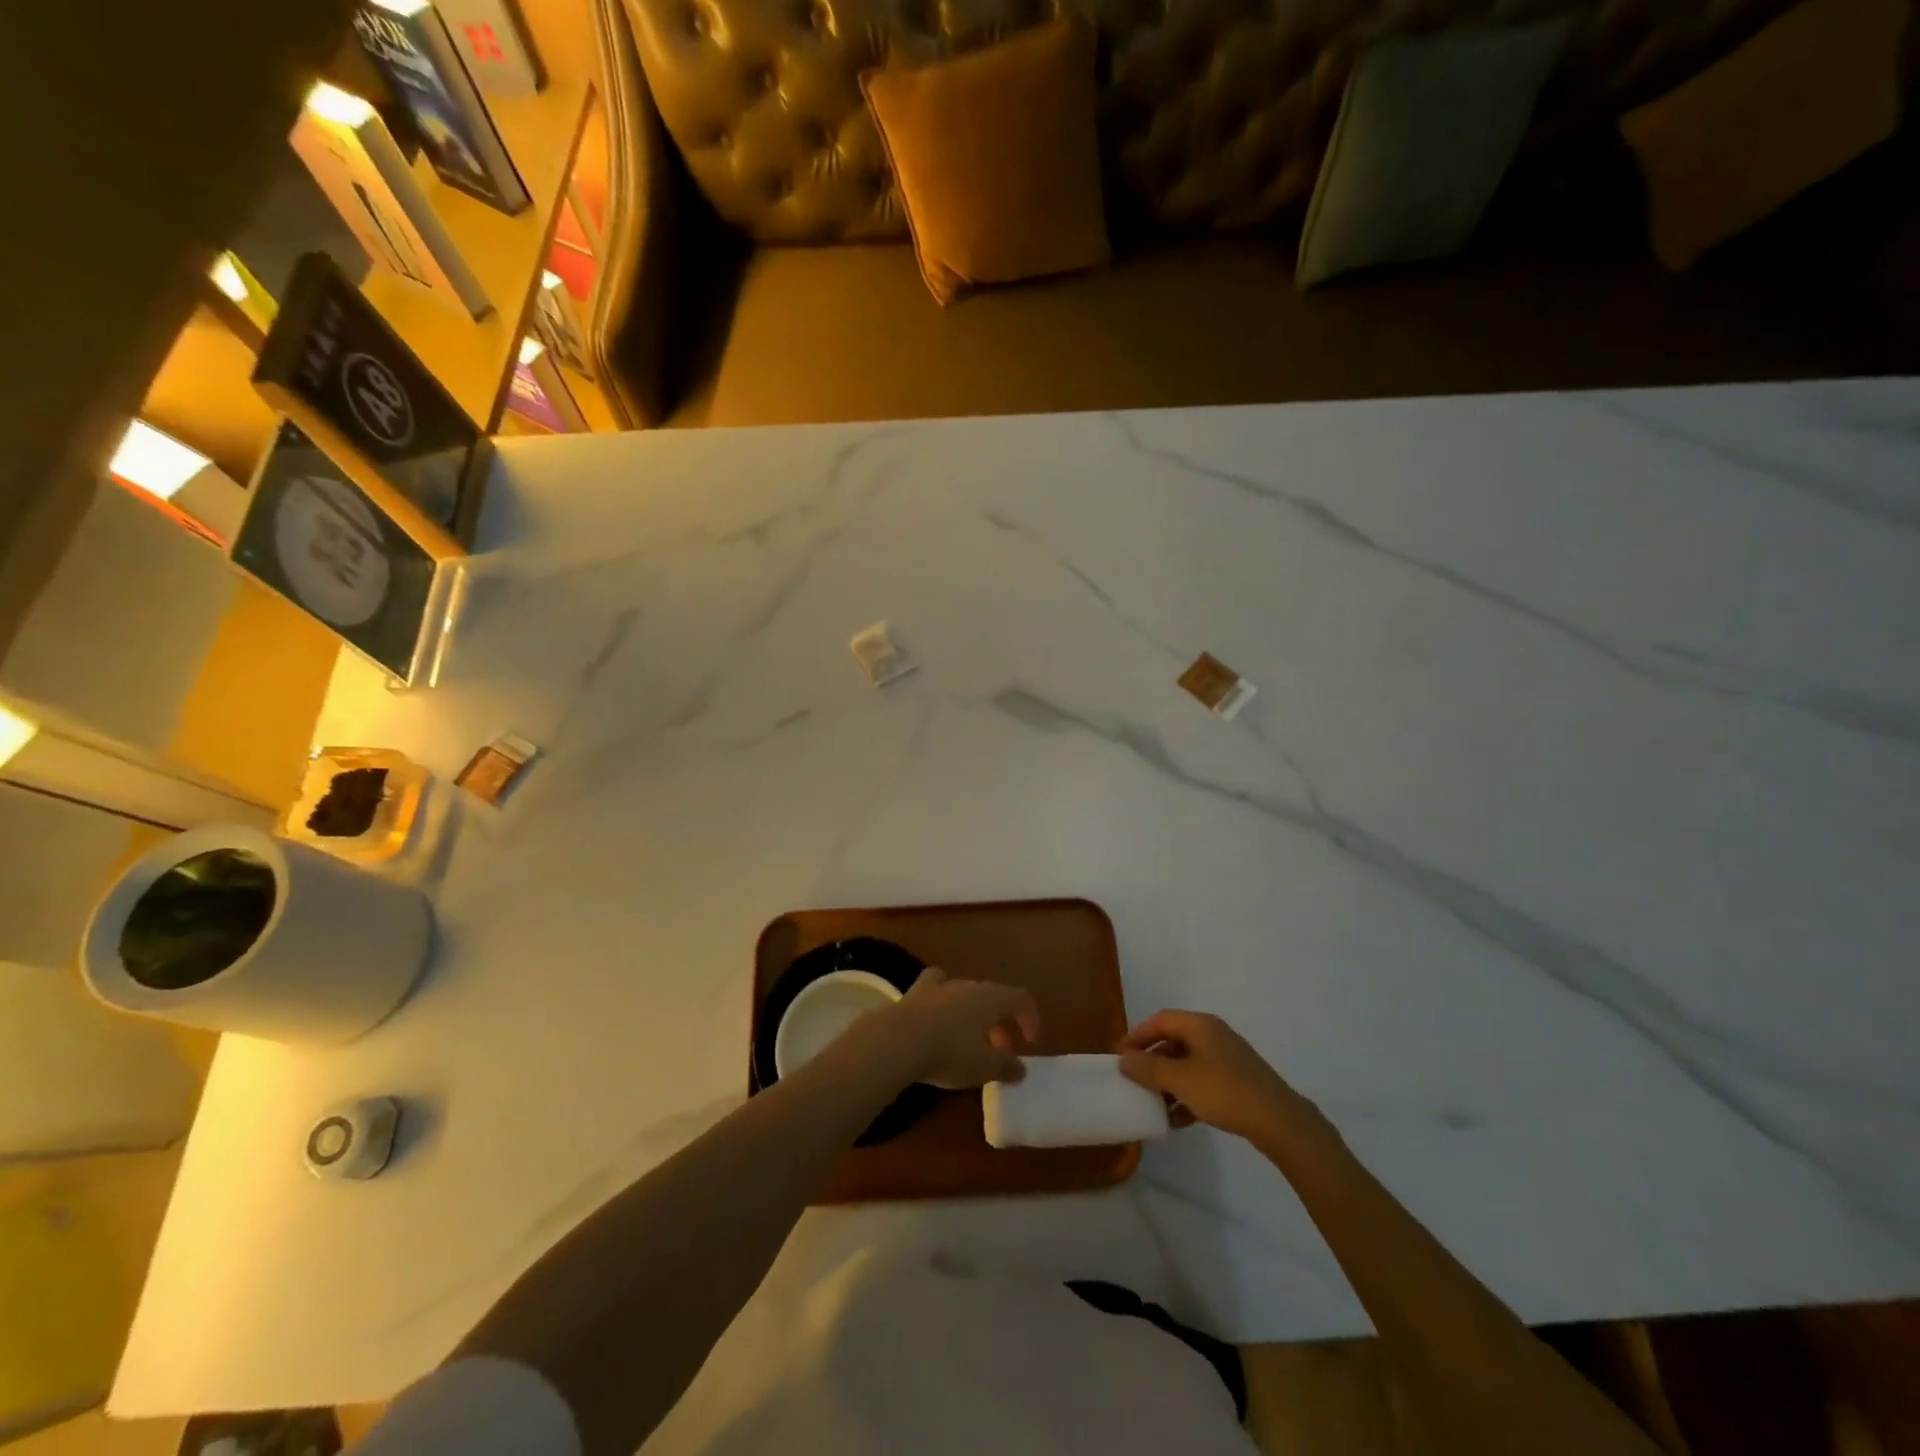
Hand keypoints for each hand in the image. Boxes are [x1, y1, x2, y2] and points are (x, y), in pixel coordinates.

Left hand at [884, 968, 1040, 1088]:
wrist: (898, 1040)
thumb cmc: (950, 1052)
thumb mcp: (985, 1067)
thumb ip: (1007, 1066)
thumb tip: (1020, 1068)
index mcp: (991, 997)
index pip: (1020, 998)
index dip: (1030, 1018)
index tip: (1030, 1044)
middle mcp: (967, 984)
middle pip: (992, 997)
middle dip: (1000, 1023)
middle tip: (1000, 1051)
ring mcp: (938, 986)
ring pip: (964, 993)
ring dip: (972, 1015)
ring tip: (968, 1040)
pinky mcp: (914, 994)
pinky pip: (935, 993)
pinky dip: (942, 1006)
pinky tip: (936, 1023)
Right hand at [1118, 1010, 1312, 1144]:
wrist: (1278, 1121)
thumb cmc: (1224, 1091)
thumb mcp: (1180, 1080)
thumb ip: (1149, 1068)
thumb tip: (1124, 1059)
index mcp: (1200, 1025)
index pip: (1160, 1020)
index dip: (1137, 1035)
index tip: (1120, 1056)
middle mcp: (1213, 1035)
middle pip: (1173, 1041)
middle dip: (1152, 1062)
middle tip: (1134, 1080)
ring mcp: (1227, 1059)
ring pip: (1187, 1064)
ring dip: (1168, 1082)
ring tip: (1153, 1104)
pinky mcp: (1236, 1081)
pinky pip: (1202, 1081)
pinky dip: (1186, 1095)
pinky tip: (1177, 1120)